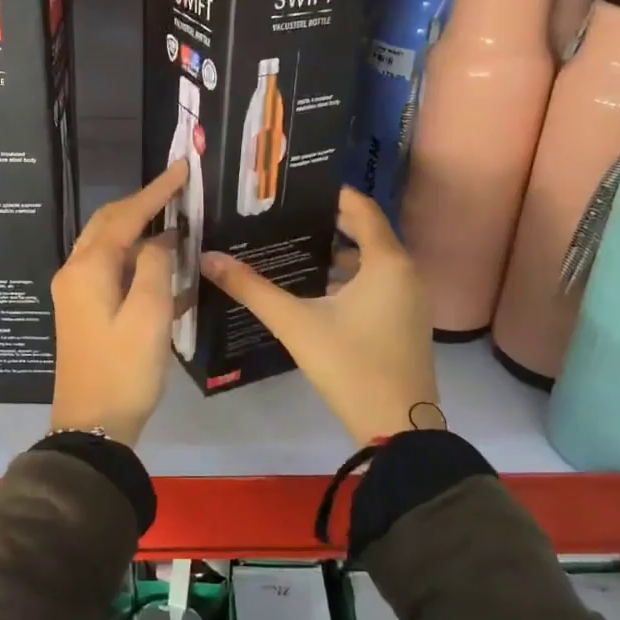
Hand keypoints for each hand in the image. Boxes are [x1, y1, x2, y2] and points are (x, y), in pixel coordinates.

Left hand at [50, 159, 189, 444]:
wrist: (92, 427)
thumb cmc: (124, 370)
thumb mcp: (149, 316)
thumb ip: (155, 267)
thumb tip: (160, 239)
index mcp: (89, 268)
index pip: (125, 215)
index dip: (156, 191)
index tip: (183, 168)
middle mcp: (76, 272)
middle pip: (109, 223)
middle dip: (142, 204)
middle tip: (177, 190)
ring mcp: (77, 292)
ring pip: (109, 245)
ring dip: (139, 229)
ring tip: (174, 218)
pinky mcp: (84, 310)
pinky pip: (111, 269)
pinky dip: (135, 259)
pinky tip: (163, 265)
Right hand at [202, 188, 439, 446]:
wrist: (398, 428)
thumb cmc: (349, 365)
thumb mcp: (295, 323)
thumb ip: (251, 288)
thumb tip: (209, 258)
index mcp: (387, 262)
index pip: (361, 208)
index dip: (331, 194)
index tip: (295, 190)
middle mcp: (406, 273)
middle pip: (367, 232)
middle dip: (327, 223)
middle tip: (285, 217)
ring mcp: (411, 300)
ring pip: (373, 262)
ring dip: (338, 253)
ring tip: (293, 249)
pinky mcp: (407, 322)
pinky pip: (379, 283)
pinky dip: (351, 278)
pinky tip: (316, 290)